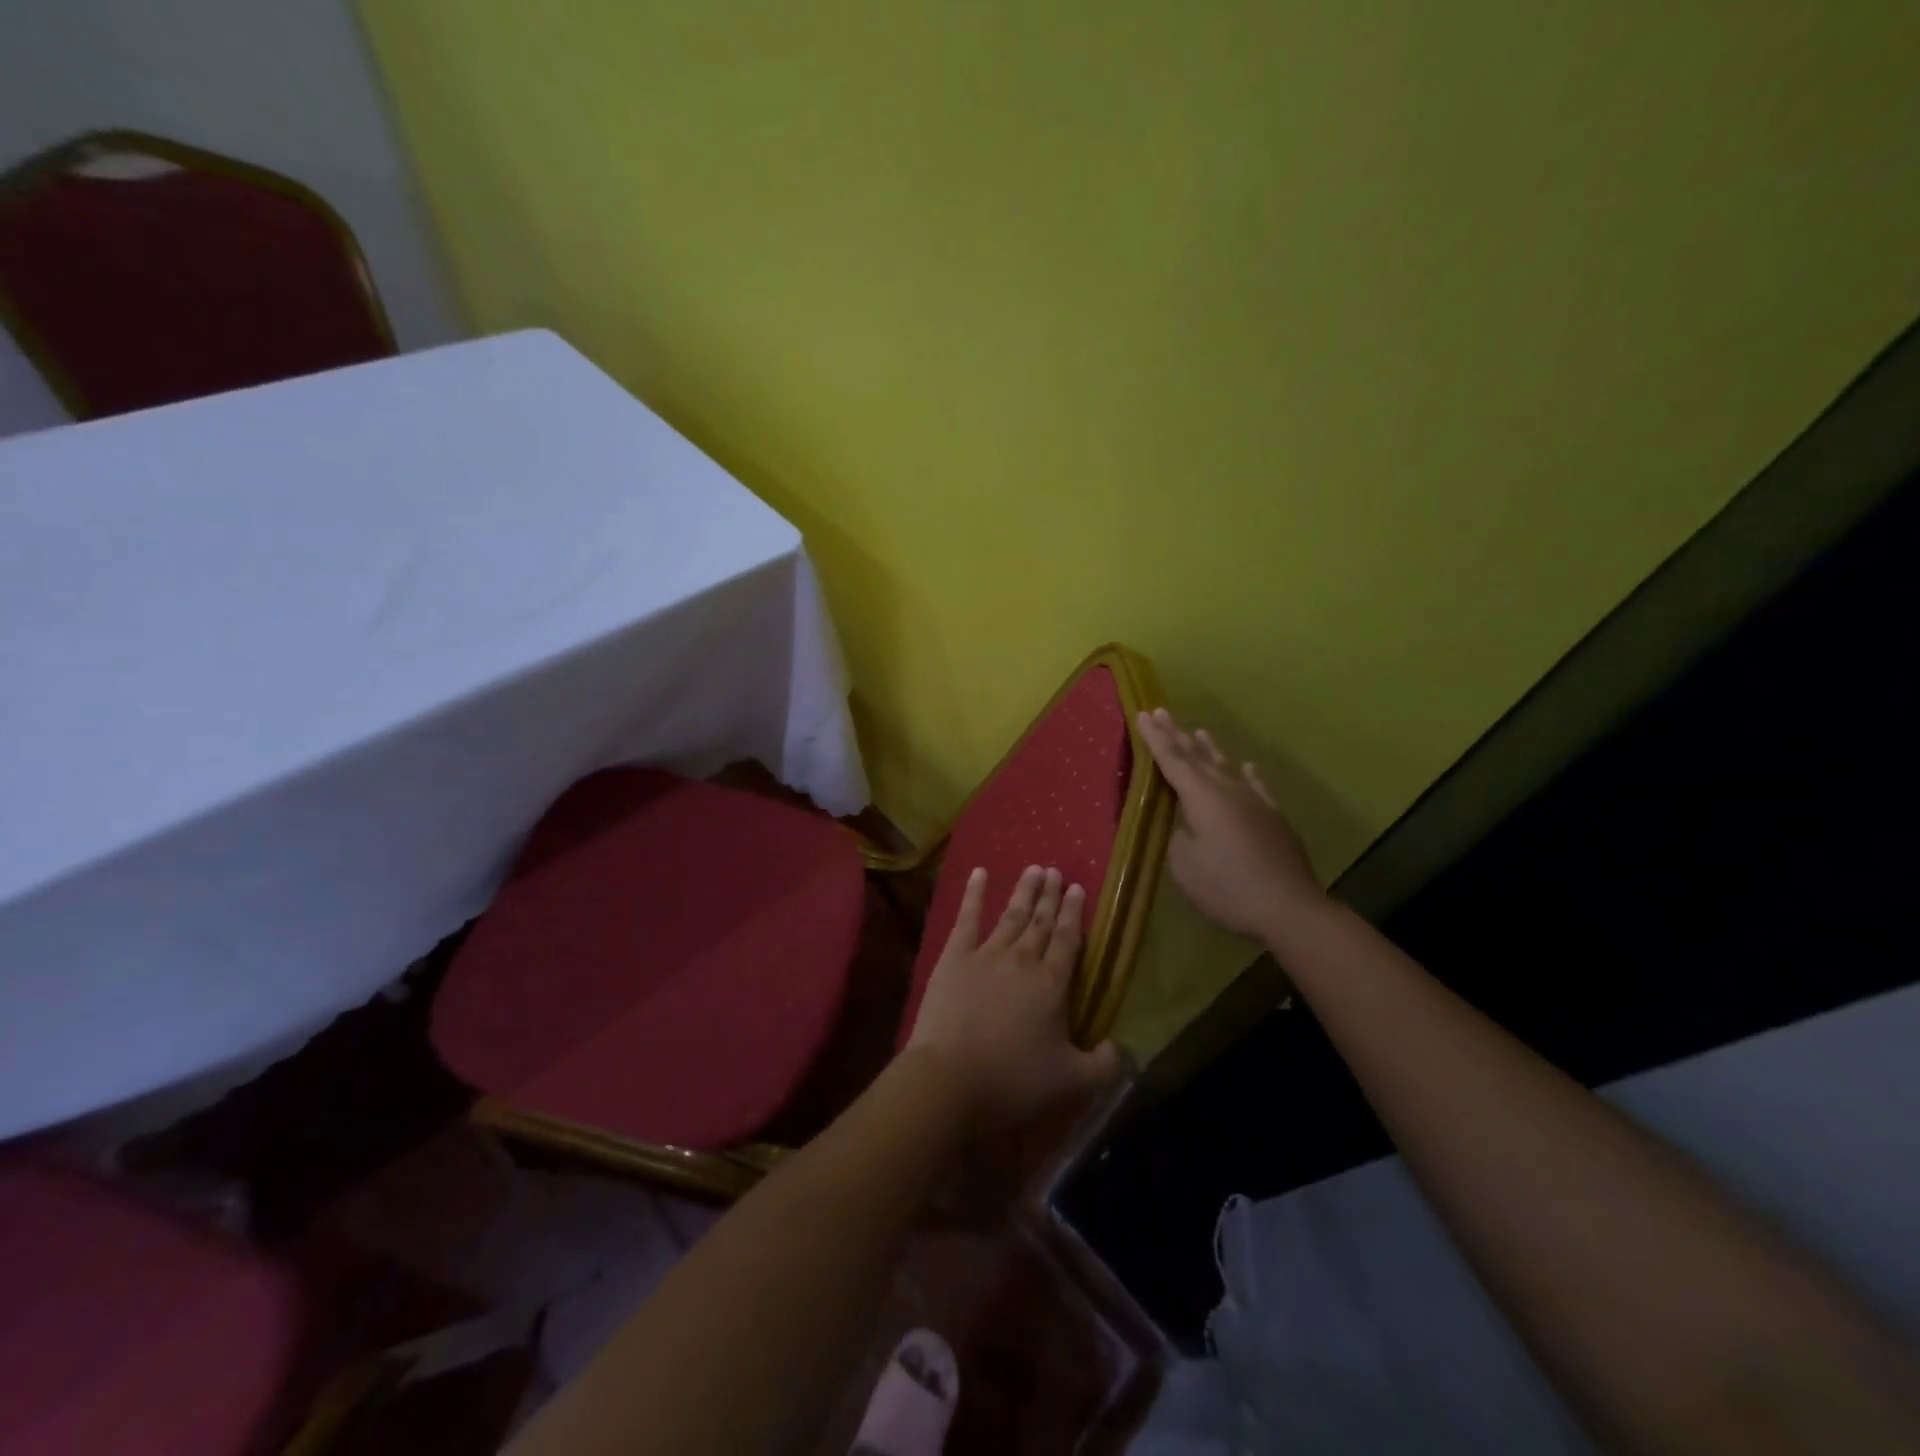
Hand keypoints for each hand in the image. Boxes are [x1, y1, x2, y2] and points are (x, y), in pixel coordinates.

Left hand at [906, 865, 1122, 1126]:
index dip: (1073, 913)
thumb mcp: (1071, 1082)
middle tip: (1055, 871)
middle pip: (1040, 922)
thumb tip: (1123, 1049)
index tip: (1077, 888)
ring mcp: (986, 954)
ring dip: (1024, 891)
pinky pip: (967, 918)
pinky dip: (974, 894)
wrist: (951, 1077)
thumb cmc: (1013, 1080)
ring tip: (1034, 869)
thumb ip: (1104, 1065)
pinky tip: (979, 873)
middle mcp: (1022, 959)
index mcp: (1052, 984)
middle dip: (1050, 896)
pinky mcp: (954, 957)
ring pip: (1011, 915)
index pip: (1067, 939)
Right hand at [1137, 707, 1323, 940]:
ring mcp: (1255, 801)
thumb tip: (1187, 825)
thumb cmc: (1226, 887)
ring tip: (1200, 731)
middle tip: (1162, 712)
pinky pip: (1256, 786)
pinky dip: (1247, 774)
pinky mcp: (1274, 817)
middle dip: (1178, 734)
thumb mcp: (1184, 865)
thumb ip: (1178, 836)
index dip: (1156, 738)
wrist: (1288, 908)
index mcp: (1202, 797)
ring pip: (1227, 766)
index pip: (1172, 760)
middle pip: (1198, 756)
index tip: (1144, 714)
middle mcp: (1228, 790)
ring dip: (1210, 749)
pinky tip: (1246, 766)